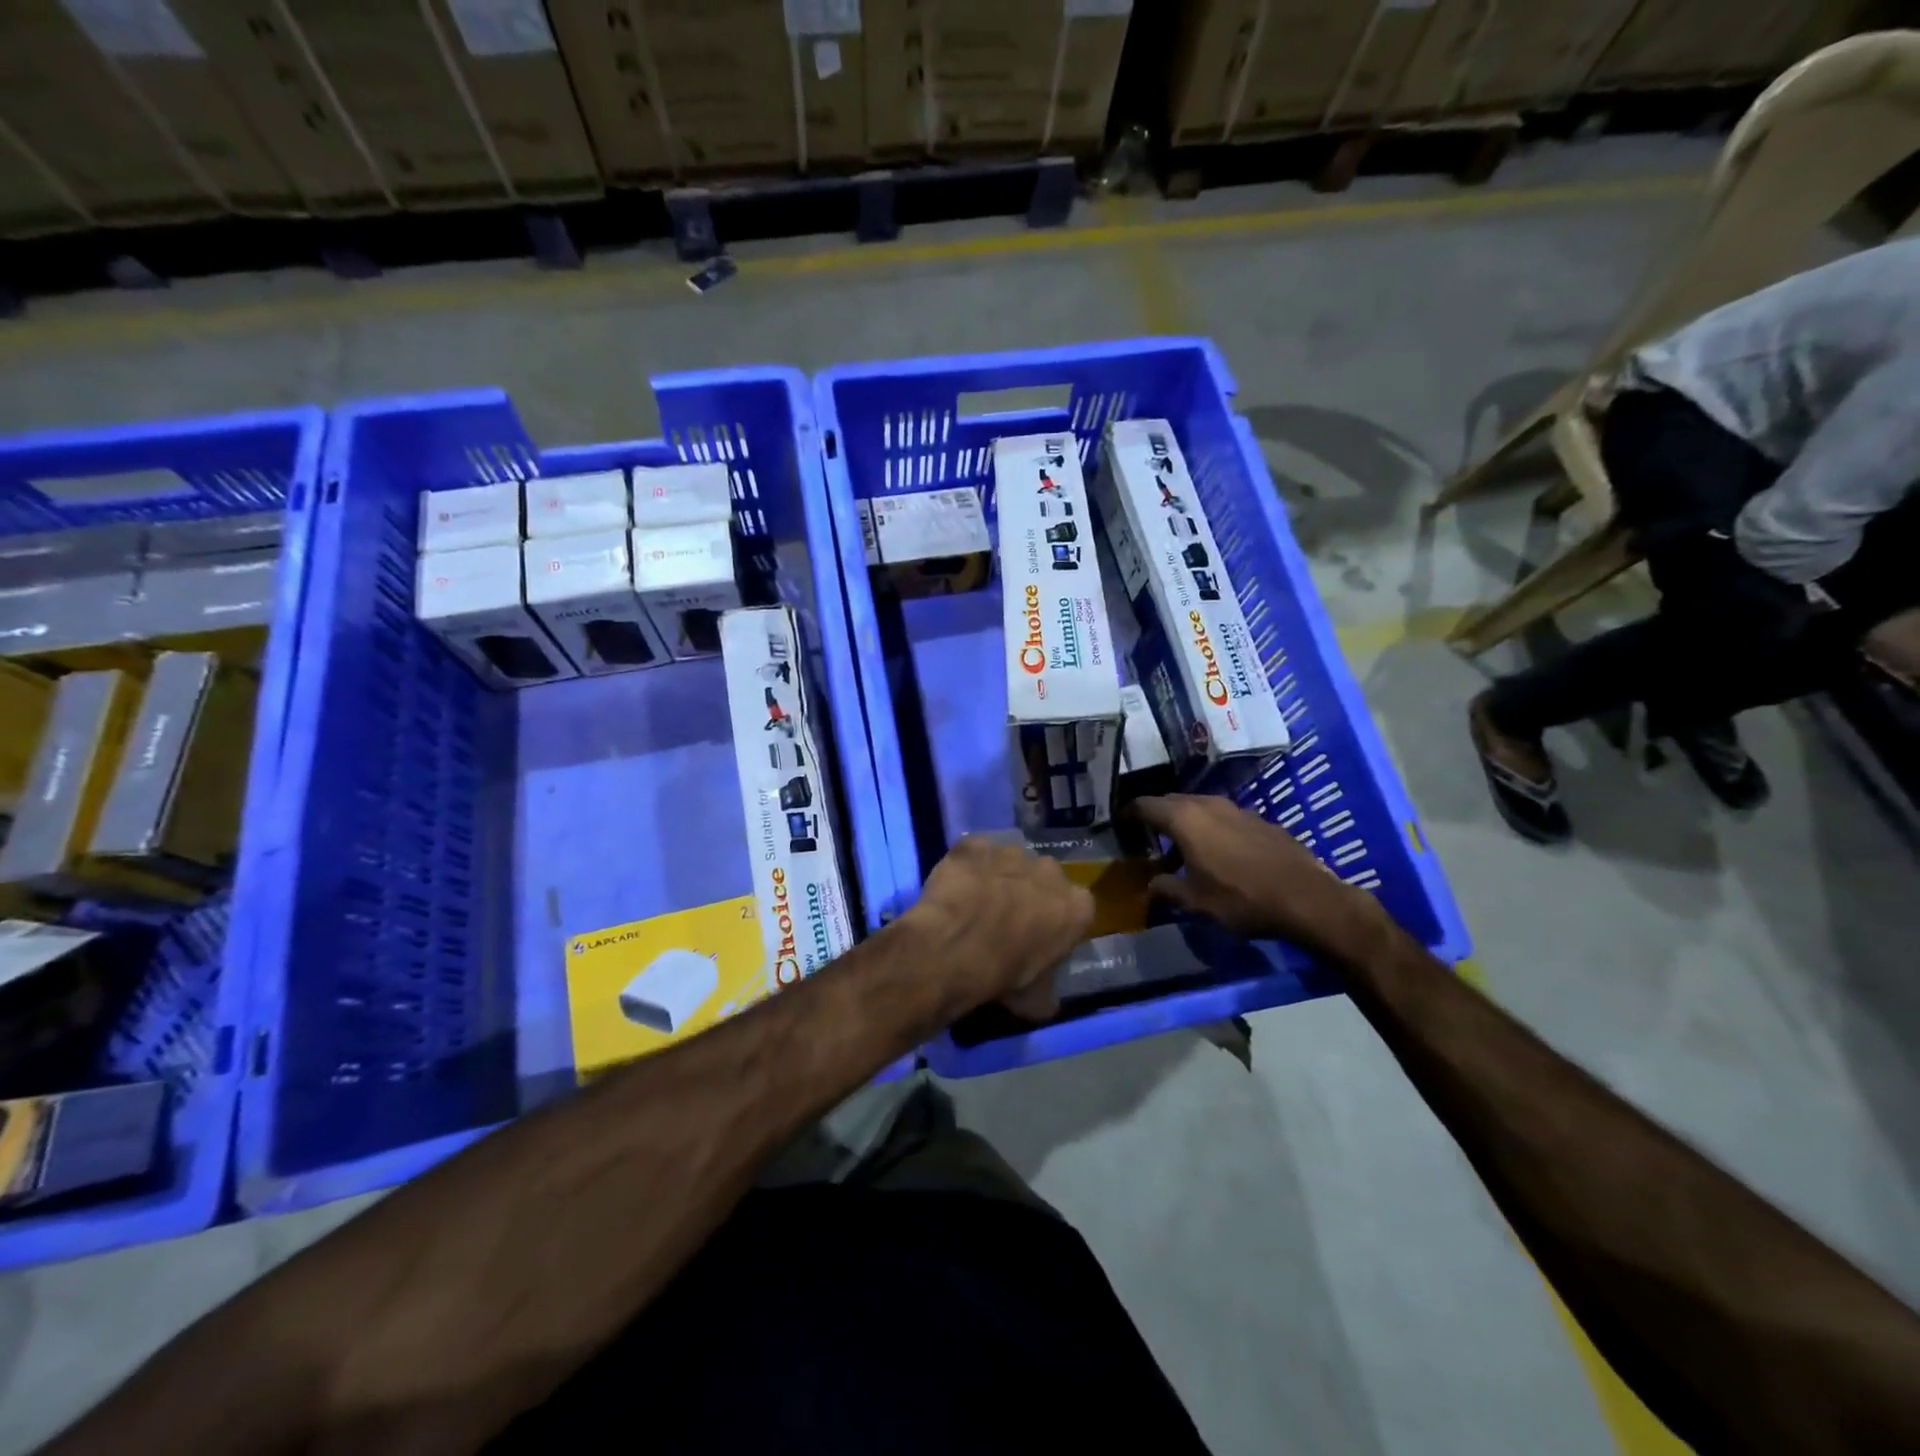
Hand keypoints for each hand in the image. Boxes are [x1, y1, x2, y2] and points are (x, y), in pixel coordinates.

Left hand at [909, 836, 1093, 1020]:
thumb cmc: (1004, 975)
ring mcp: (1012, 852)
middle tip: (1005, 918)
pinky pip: (974, 853)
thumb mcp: (1036, 1000)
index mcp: (1077, 906)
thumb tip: (1045, 1000)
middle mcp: (1050, 870)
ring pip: (1009, 861)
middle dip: (1029, 892)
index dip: (1055, 922)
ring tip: (974, 902)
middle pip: (1043, 878)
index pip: (1075, 910)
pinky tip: (954, 887)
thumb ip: (1047, 991)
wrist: (954, 947)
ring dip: (998, 876)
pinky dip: (967, 866)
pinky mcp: (975, 843)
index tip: (1038, 937)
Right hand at [1133, 795, 1389, 962]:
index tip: (1120, 825)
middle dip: (1157, 819)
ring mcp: (1237, 809)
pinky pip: (1224, 818)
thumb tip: (1152, 884)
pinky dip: (1212, 830)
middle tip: (1149, 841)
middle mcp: (1208, 804)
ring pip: (1200, 808)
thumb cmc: (1241, 898)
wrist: (1306, 898)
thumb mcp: (1196, 901)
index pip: (1145, 805)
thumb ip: (1167, 888)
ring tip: (1183, 853)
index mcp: (1185, 819)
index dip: (1129, 814)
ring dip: (1186, 825)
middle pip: (1172, 802)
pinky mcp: (1259, 820)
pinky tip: (1219, 856)